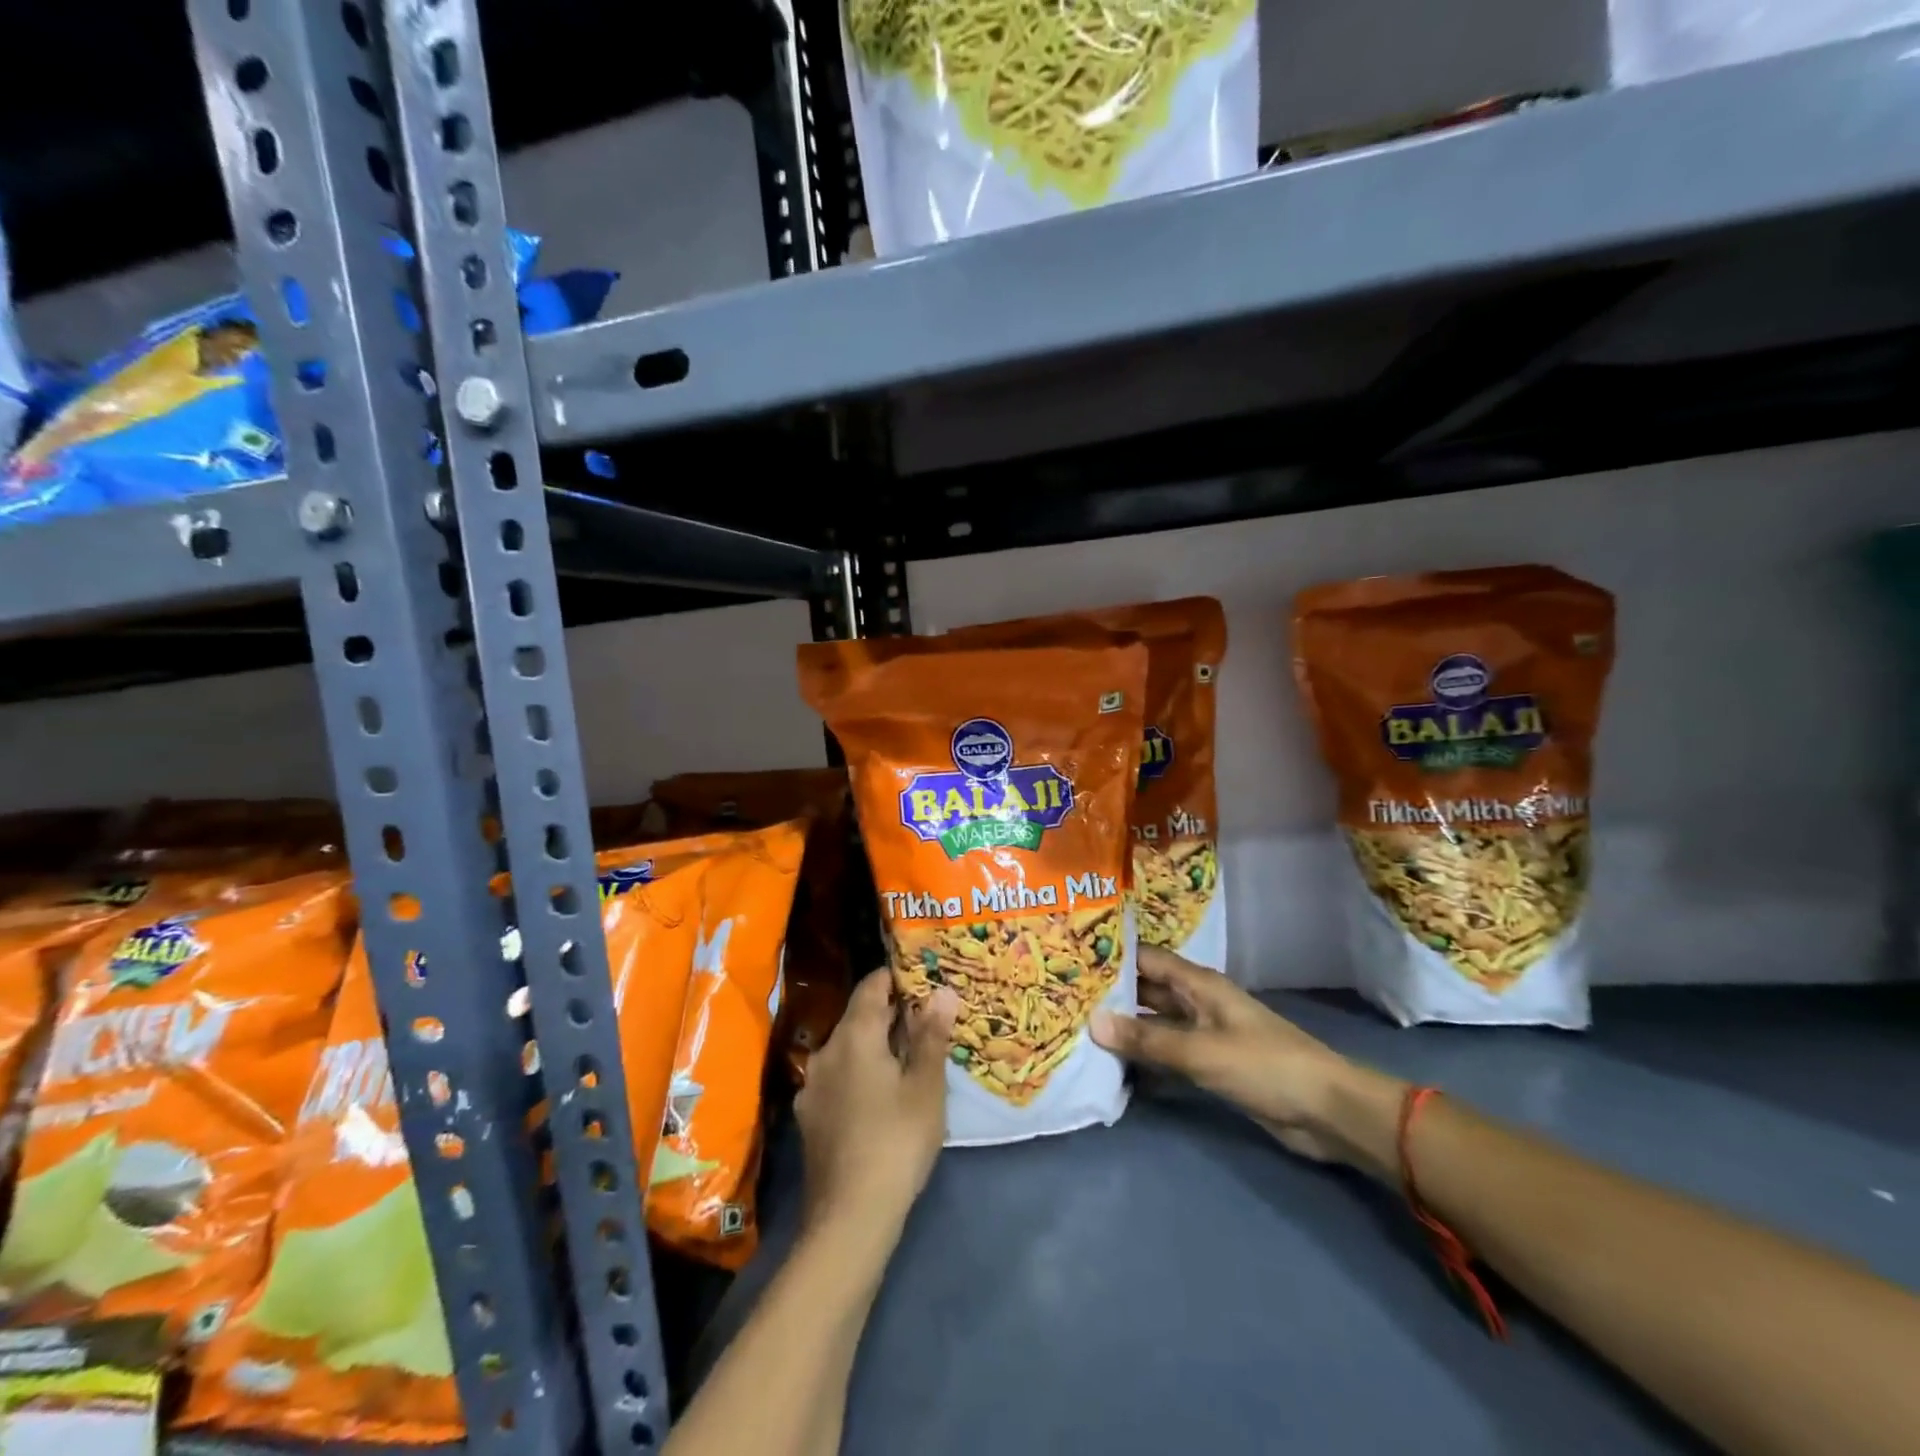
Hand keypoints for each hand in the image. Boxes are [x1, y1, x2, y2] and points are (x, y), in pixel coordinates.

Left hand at [795, 969, 958, 1236]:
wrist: (848, 1218)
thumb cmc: (896, 1142)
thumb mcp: (926, 1087)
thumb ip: (931, 1035)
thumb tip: (943, 991)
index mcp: (854, 1035)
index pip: (871, 985)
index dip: (896, 977)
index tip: (923, 980)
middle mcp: (826, 1050)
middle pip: (858, 1016)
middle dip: (890, 1014)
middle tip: (926, 1020)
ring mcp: (812, 1085)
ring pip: (847, 1048)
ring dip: (874, 1046)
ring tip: (907, 1058)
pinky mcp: (808, 1115)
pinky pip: (837, 1077)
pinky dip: (858, 1073)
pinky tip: (879, 1096)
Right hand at [1092, 946, 1403, 1172]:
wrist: (1326, 1111)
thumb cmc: (1264, 1066)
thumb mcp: (1201, 1051)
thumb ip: (1147, 1039)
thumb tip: (1092, 1021)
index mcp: (1199, 984)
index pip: (1147, 959)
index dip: (1112, 956)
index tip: (1071, 958)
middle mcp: (1198, 1002)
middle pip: (1149, 990)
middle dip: (1112, 993)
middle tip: (1065, 997)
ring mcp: (1205, 1034)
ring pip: (1156, 1023)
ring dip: (1126, 1027)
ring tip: (1080, 1029)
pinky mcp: (1211, 1064)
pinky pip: (1168, 1053)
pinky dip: (1145, 1057)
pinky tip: (1115, 1066)